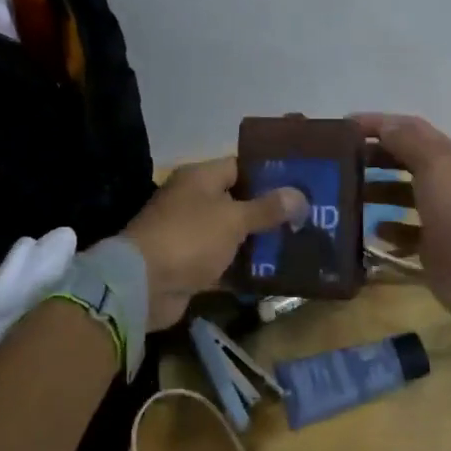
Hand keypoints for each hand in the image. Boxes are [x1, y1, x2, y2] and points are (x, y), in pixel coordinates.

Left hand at [123, 158, 306, 331]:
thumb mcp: (233, 219)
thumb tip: (300, 195)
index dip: (270, 174)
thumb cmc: (189, 238)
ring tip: (299, 245)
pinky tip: (275, 274)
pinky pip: (224, 263)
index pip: (240, 166)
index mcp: (199, 178)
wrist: (142, 285)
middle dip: (270, 212)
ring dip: (259, 242)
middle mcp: (193, 201)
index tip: (301, 184)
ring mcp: (191, 235)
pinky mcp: (190, 266)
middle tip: (308, 217)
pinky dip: (244, 269)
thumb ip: (267, 208)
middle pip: (238, 201)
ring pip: (233, 235)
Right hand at [351, 113, 450, 325]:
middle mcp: (447, 183)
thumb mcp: (435, 165)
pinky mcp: (434, 248)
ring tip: (348, 194)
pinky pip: (405, 232)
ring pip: (403, 194)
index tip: (344, 125)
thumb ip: (408, 141)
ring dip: (377, 190)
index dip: (379, 123)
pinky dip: (388, 228)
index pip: (411, 129)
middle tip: (341, 161)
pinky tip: (372, 230)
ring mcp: (441, 217)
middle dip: (375, 156)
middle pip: (405, 161)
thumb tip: (382, 125)